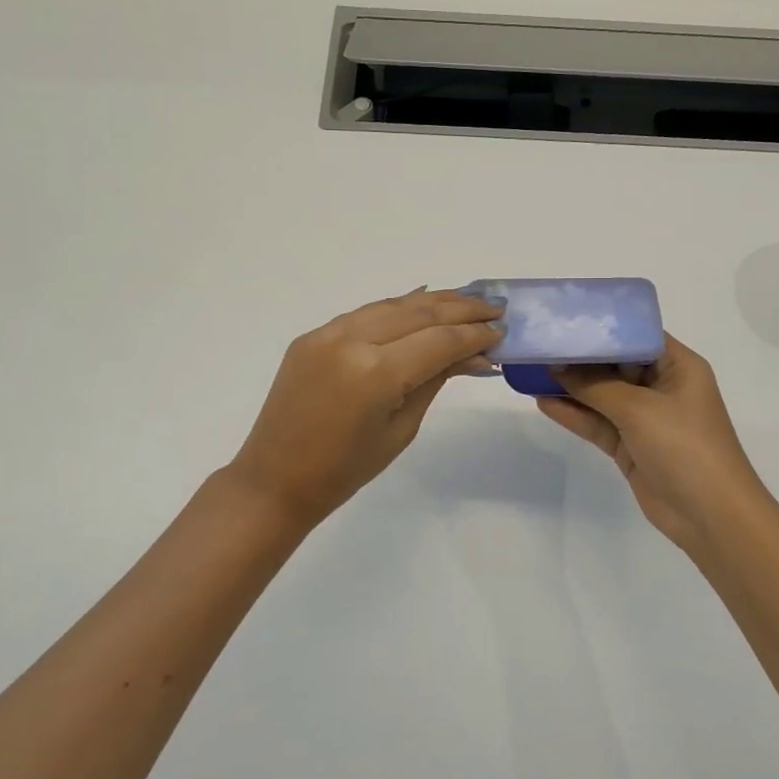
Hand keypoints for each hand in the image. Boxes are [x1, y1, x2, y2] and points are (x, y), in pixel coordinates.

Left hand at [229, 288, 503, 526]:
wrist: (276, 478)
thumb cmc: (346, 470)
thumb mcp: (402, 428)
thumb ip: (435, 380)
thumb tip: (474, 354)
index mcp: (376, 372)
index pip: (439, 340)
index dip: (474, 334)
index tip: (502, 331)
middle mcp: (351, 340)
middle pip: (419, 313)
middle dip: (461, 308)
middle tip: (495, 306)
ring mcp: (327, 333)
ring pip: (392, 305)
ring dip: (432, 301)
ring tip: (467, 299)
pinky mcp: (312, 335)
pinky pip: (364, 313)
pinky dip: (396, 307)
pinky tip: (421, 300)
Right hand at [536, 334, 778, 558]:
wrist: (710, 515)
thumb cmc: (684, 446)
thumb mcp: (638, 409)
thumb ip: (595, 386)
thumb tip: (557, 367)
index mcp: (678, 366)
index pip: (637, 335)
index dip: (604, 326)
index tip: (567, 317)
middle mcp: (662, 387)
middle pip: (615, 364)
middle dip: (580, 357)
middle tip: (540, 343)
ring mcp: (645, 418)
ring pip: (602, 395)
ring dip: (571, 387)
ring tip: (532, 371)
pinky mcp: (630, 446)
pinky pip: (597, 423)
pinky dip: (573, 414)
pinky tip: (543, 402)